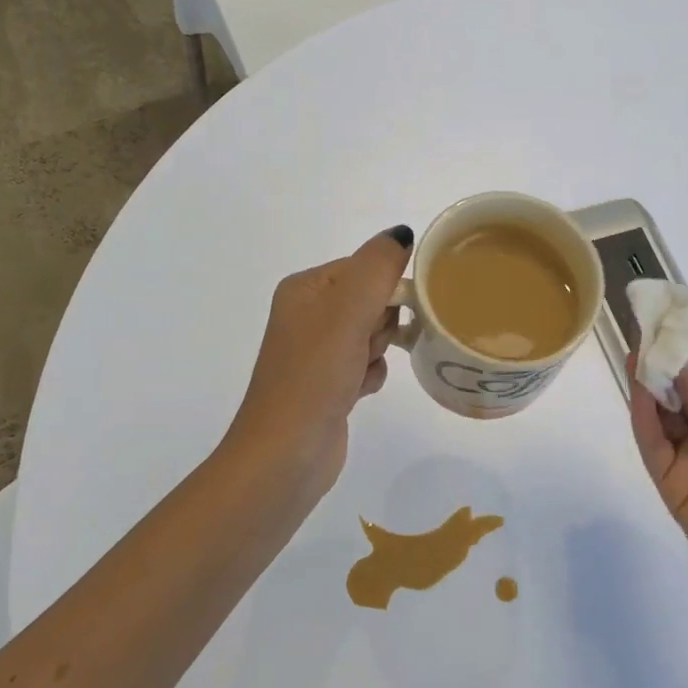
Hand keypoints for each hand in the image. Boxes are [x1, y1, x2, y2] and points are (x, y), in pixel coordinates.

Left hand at [223, 227, 412, 507]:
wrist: (285, 454)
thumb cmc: (314, 375)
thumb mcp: (348, 310)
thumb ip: (378, 266)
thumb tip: (402, 233)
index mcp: (305, 288)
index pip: (364, 267)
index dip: (386, 289)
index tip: (389, 314)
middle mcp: (307, 314)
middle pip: (372, 300)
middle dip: (381, 324)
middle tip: (364, 347)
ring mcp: (317, 351)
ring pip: (374, 334)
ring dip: (377, 353)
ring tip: (358, 373)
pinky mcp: (328, 383)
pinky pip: (367, 364)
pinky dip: (370, 376)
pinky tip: (358, 393)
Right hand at [629, 344, 687, 601]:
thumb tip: (675, 364)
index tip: (670, 316)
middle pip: (682, 386)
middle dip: (665, 359)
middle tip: (643, 329)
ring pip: (662, 410)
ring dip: (649, 383)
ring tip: (636, 353)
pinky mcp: (669, 479)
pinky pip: (652, 441)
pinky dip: (642, 415)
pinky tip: (638, 390)